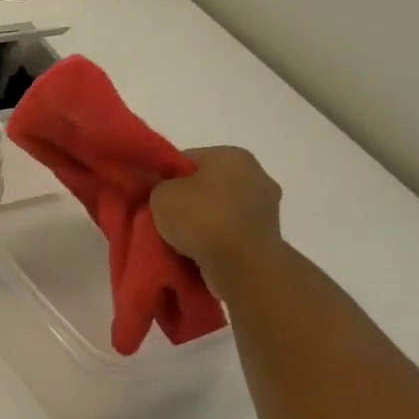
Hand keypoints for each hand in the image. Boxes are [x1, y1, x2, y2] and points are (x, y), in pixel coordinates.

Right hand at [149, 146, 284, 296]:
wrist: (242, 263)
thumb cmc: (201, 218)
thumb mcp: (161, 195)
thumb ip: (159, 186)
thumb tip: (165, 190)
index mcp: (231, 155)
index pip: (187, 159)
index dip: (164, 177)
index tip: (151, 196)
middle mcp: (256, 173)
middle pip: (207, 183)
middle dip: (187, 199)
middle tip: (163, 218)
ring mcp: (266, 206)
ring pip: (221, 208)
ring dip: (203, 220)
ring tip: (179, 239)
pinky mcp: (268, 234)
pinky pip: (231, 230)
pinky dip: (217, 238)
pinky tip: (199, 250)